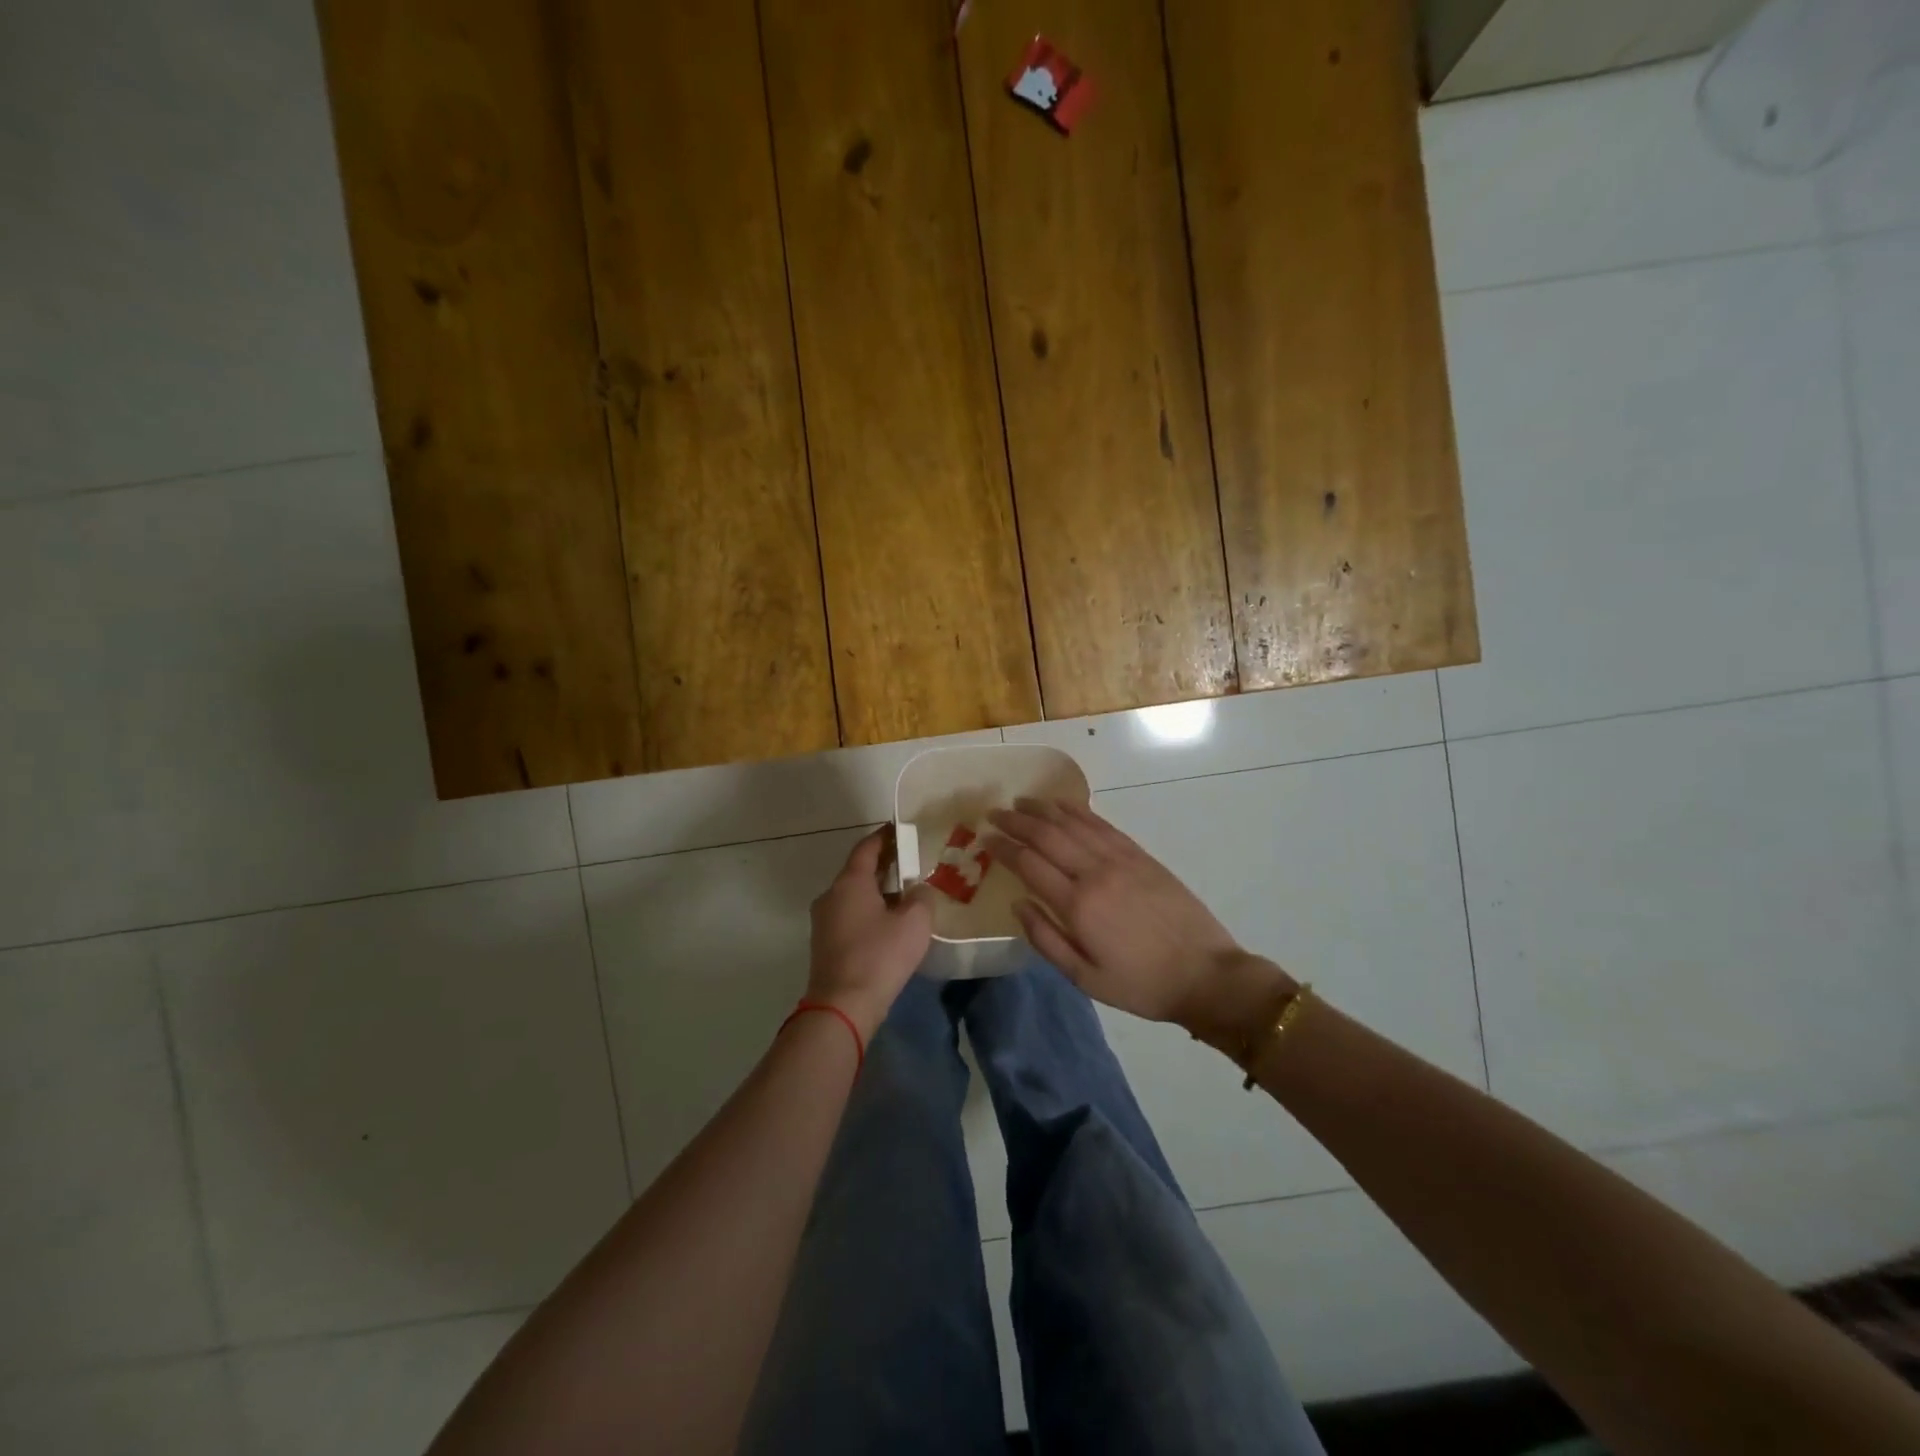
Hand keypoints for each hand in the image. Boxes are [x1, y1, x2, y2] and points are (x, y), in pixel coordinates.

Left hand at [807, 828, 934, 1040]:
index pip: (867, 848)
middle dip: (883, 864)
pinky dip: (868, 911)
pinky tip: (888, 924)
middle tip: (909, 861)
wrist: (843, 1006)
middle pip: (858, 871)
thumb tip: (916, 890)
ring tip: (903, 895)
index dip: (885, 836)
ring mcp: (823, 921)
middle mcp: (831, 895)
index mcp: (850, 882)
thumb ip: (921, 897)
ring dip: (876, 891)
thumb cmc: (880, 956)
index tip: (900, 829)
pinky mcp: (825, 944)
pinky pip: (849, 916)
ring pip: (853, 895)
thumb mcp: (914, 922)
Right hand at [986, 798, 1293, 1047]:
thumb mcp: (1085, 978)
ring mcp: (1120, 859)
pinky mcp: (1140, 855)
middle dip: (1016, 821)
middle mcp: (1095, 872)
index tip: (984, 838)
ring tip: (1020, 802)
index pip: (1029, 864)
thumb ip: (1046, 939)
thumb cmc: (1140, 984)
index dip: (1003, 847)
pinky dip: (1078, 810)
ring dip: (1043, 809)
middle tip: (993, 814)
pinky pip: (1102, 824)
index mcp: (1078, 905)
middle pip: (1047, 835)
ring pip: (1073, 823)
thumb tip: (1018, 903)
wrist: (1205, 974)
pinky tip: (1063, 805)